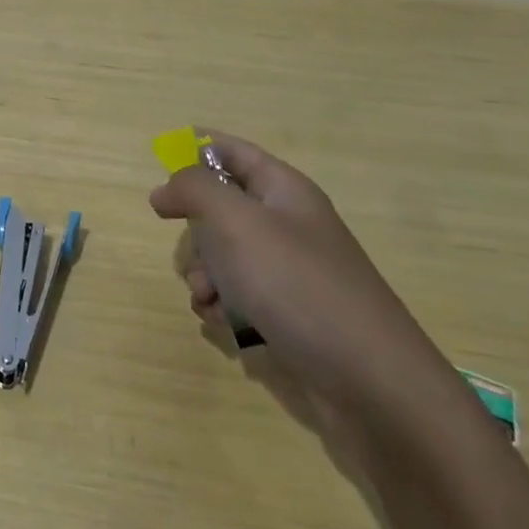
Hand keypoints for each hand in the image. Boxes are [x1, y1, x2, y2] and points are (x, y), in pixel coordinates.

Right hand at [151, 130, 468, 436]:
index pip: (233, 151)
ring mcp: (290, 270)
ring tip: (209, 298)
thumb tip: (165, 189)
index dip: (195, 149)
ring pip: (223, 256)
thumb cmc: (295, 284)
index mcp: (283, 190)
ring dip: (204, 275)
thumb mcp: (234, 221)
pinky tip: (223, 324)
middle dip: (195, 230)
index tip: (160, 166)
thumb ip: (192, 189)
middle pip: (221, 207)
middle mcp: (288, 224)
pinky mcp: (288, 312)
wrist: (368, 379)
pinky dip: (222, 306)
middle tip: (196, 249)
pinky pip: (238, 296)